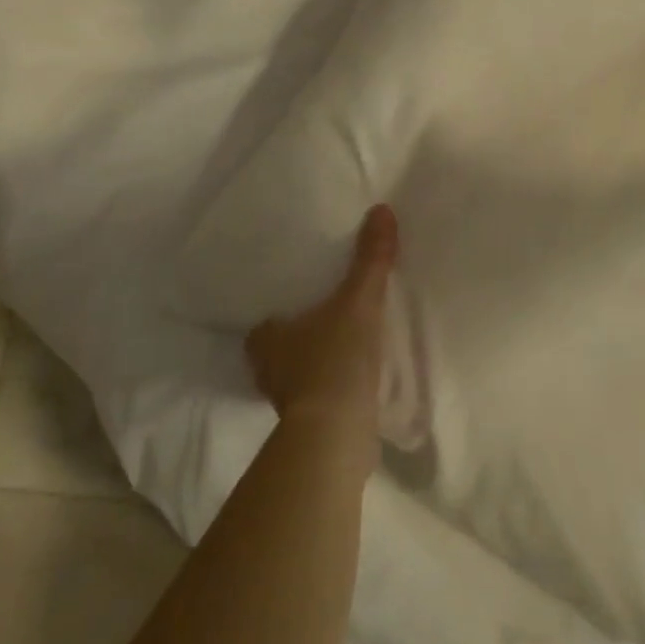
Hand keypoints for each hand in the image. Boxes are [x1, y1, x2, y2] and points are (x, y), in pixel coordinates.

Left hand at [246, 204, 397, 435]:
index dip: (276, 314)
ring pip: (296, 374)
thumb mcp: (358, 301)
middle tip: (322, 318)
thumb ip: (370, 259)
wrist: (339, 434)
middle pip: (277, 349)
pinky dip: (329, 387)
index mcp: (266, 339)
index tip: (296, 302)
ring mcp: (287, 402)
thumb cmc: (335, 359)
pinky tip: (352, 378)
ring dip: (313, 363)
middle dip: (295, 338)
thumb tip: (381, 209)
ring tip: (341, 344)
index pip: (263, 323)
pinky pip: (316, 396)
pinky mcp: (309, 425)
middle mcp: (268, 372)